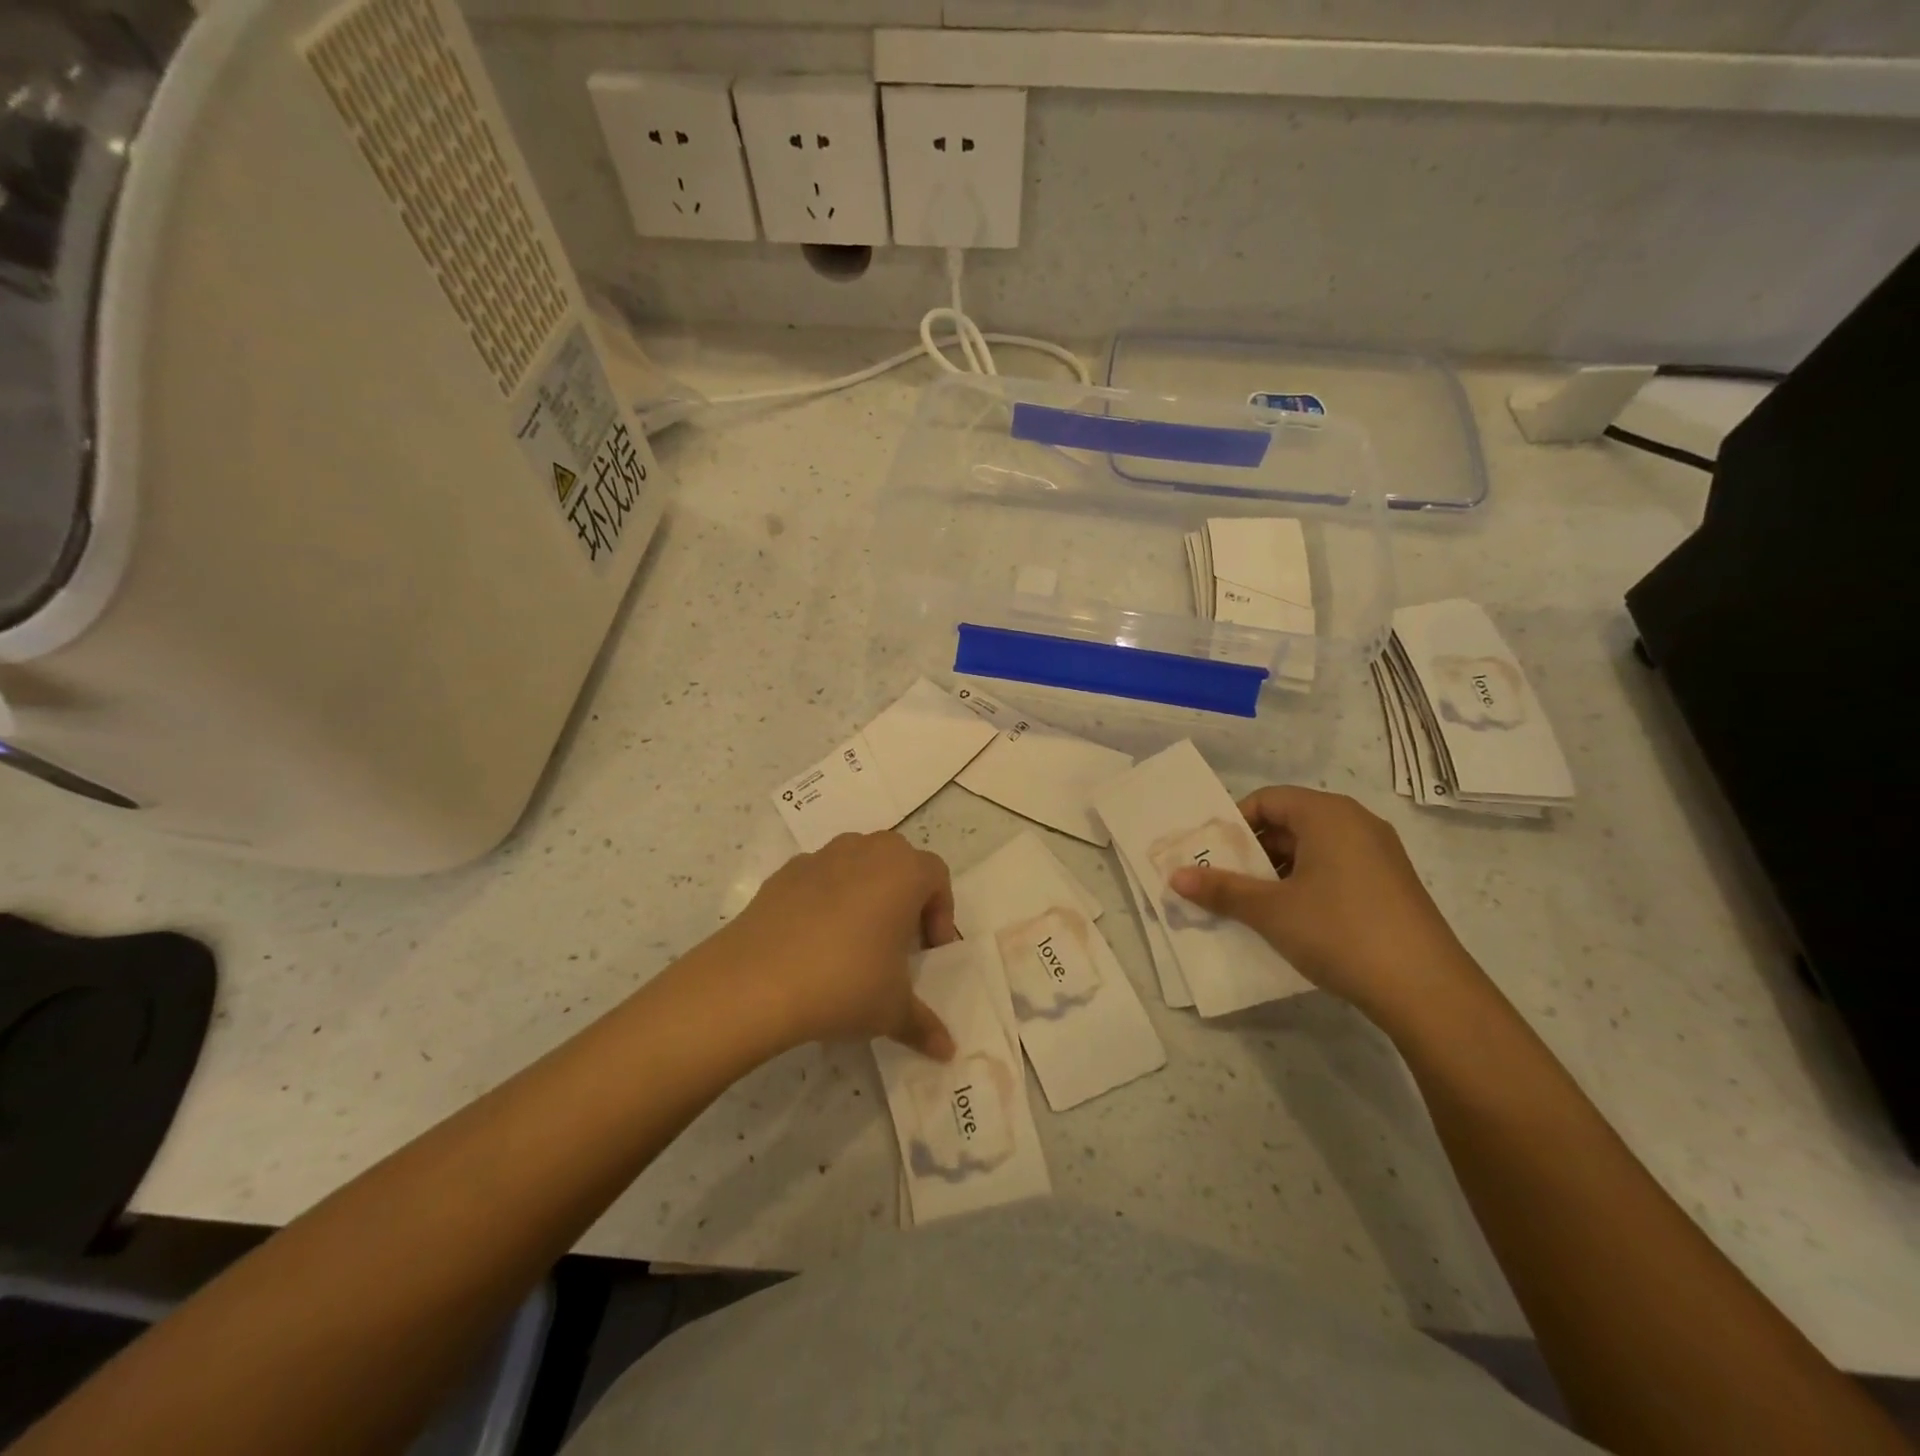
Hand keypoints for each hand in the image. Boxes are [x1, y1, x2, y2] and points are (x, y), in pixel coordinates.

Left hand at [721, 832, 956, 1059]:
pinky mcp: (784, 873)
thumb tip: (947, 1051)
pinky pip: (819, 878)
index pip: (937, 877)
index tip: (927, 953)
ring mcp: (821, 857)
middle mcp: (866, 851)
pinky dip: (825, 899)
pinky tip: (813, 942)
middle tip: (896, 942)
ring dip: (865, 892)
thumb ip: (923, 1024)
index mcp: (903, 871)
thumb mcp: (892, 1010)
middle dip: (904, 896)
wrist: (755, 982)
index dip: (940, 914)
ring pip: (857, 863)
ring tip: (854, 940)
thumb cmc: (844, 983)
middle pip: (898, 862)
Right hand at [1168, 786, 1480, 1023]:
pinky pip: (1334, 869)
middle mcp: (1356, 823)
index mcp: (1327, 814)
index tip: (1211, 855)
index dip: (1233, 823)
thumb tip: (1175, 876)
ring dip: (1276, 872)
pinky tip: (1292, 920)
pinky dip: (1305, 885)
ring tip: (1252, 906)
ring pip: (1311, 849)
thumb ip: (1221, 889)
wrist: (1427, 990)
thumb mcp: (1270, 910)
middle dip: (1252, 851)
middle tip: (1223, 882)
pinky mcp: (1390, 885)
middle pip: (1289, 822)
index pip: (1267, 799)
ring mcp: (1379, 854)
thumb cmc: (1339, 931)